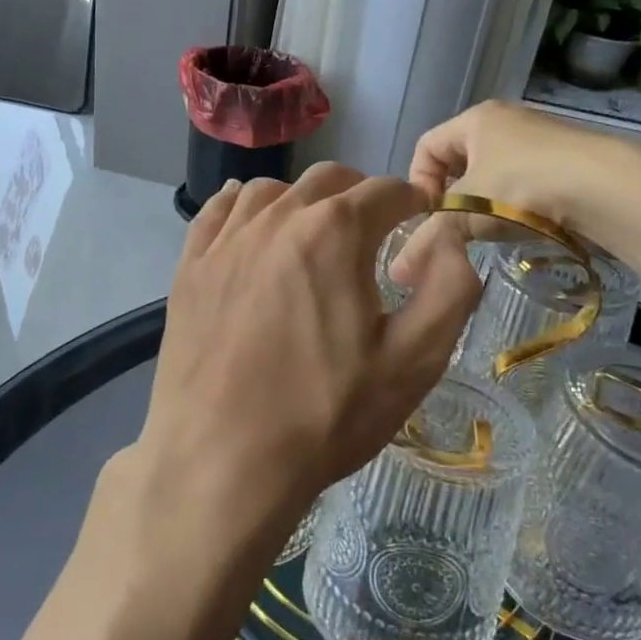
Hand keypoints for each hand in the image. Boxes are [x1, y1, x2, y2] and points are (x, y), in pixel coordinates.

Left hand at [137, 162, 481, 545]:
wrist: (221, 460)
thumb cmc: (325, 414)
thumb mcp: (414, 360)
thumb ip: (450, 287)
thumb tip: (448, 236)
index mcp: (335, 232)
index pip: (386, 190)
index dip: (412, 202)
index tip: (419, 222)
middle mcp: (277, 218)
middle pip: (329, 179)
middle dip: (361, 195)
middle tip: (374, 231)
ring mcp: (226, 239)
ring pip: (272, 190)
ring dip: (303, 200)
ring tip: (315, 234)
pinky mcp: (190, 265)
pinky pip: (218, 210)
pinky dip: (244, 206)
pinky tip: (251, 223)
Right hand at [409, 100, 627, 237]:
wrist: (608, 188)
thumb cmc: (522, 187)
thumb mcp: (467, 213)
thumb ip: (429, 239)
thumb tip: (397, 274)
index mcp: (475, 119)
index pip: (426, 145)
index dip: (418, 182)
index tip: (428, 216)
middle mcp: (507, 120)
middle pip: (460, 160)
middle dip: (452, 197)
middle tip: (456, 228)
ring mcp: (541, 139)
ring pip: (494, 173)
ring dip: (485, 204)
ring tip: (492, 232)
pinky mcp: (569, 161)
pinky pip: (526, 182)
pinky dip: (516, 206)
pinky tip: (526, 227)